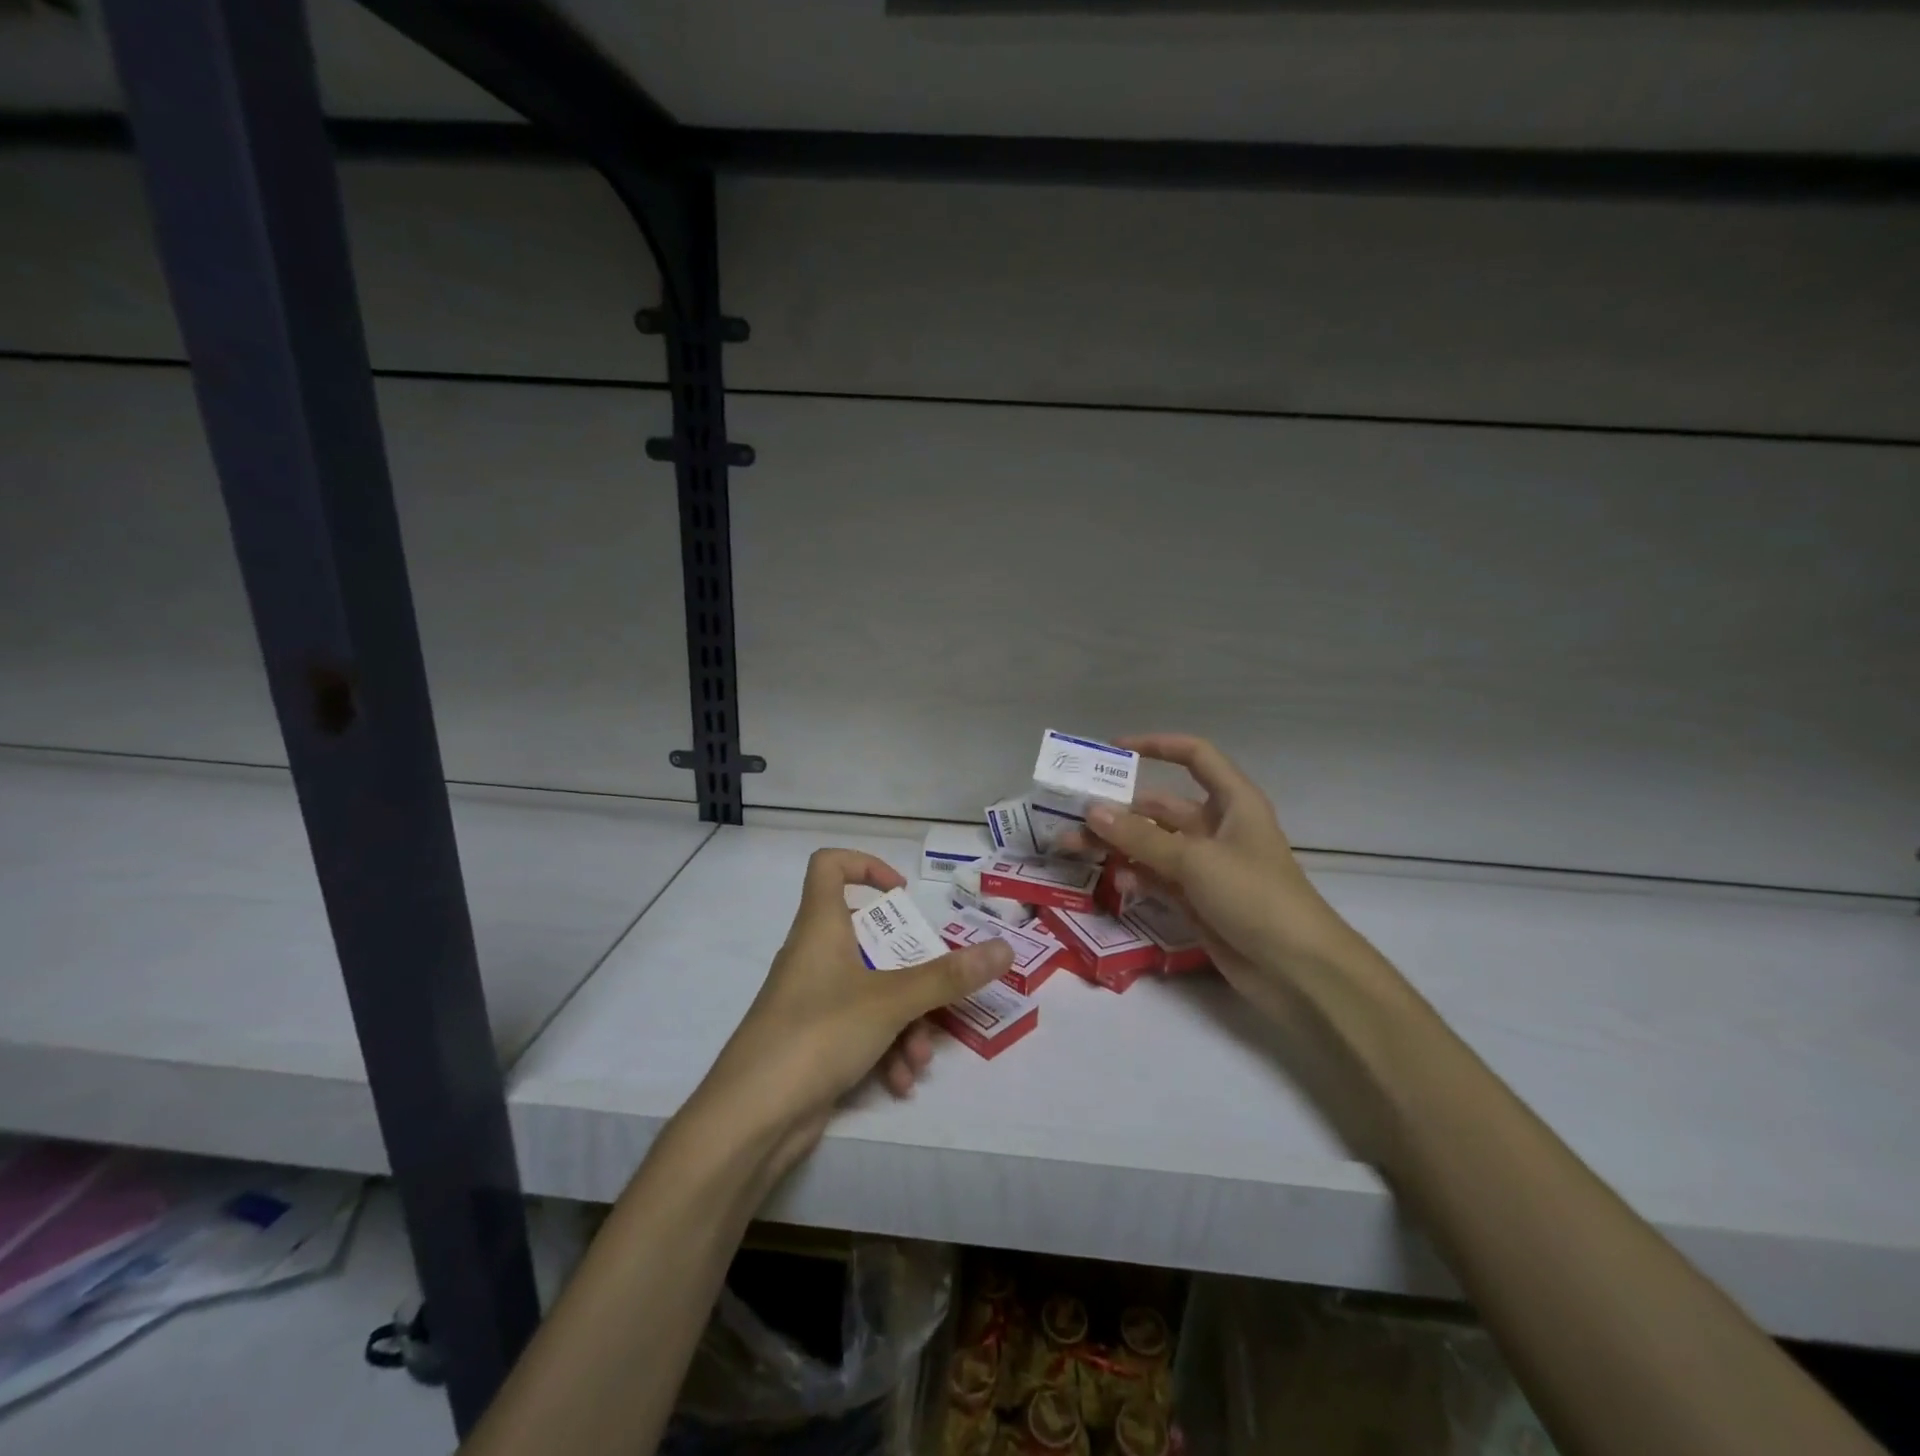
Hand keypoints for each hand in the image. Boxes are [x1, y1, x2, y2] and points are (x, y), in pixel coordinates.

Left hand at [694, 849, 1012, 1179]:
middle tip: (939, 991)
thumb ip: (948, 977)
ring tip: (920, 1058)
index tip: (902, 895)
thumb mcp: (891, 1001)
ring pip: (873, 991)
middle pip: (870, 939)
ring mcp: (813, 1000)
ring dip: (906, 1022)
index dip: (866, 866)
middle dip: (912, 971)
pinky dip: (885, 1049)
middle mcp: (815, 956)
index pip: (829, 866)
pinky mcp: (814, 1041)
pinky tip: (901, 1082)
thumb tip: (1004, 950)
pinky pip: (861, 1029)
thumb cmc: (818, 1033)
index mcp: (821, 926)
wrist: (752, 1118)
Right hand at [1080, 735, 1416, 1157]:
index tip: (1112, 750)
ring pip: (1151, 844)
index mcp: (1231, 802)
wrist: (1297, 970)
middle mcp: (1216, 827)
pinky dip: (1136, 877)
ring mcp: (1205, 865)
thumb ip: (1140, 837)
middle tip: (1072, 816)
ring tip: (1073, 849)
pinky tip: (1116, 886)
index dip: (1156, 745)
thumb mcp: (1195, 860)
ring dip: (1117, 845)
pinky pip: (1156, 877)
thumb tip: (1091, 811)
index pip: (1194, 756)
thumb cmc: (1255, 896)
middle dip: (1118, 809)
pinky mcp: (1196, 899)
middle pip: (1160, 806)